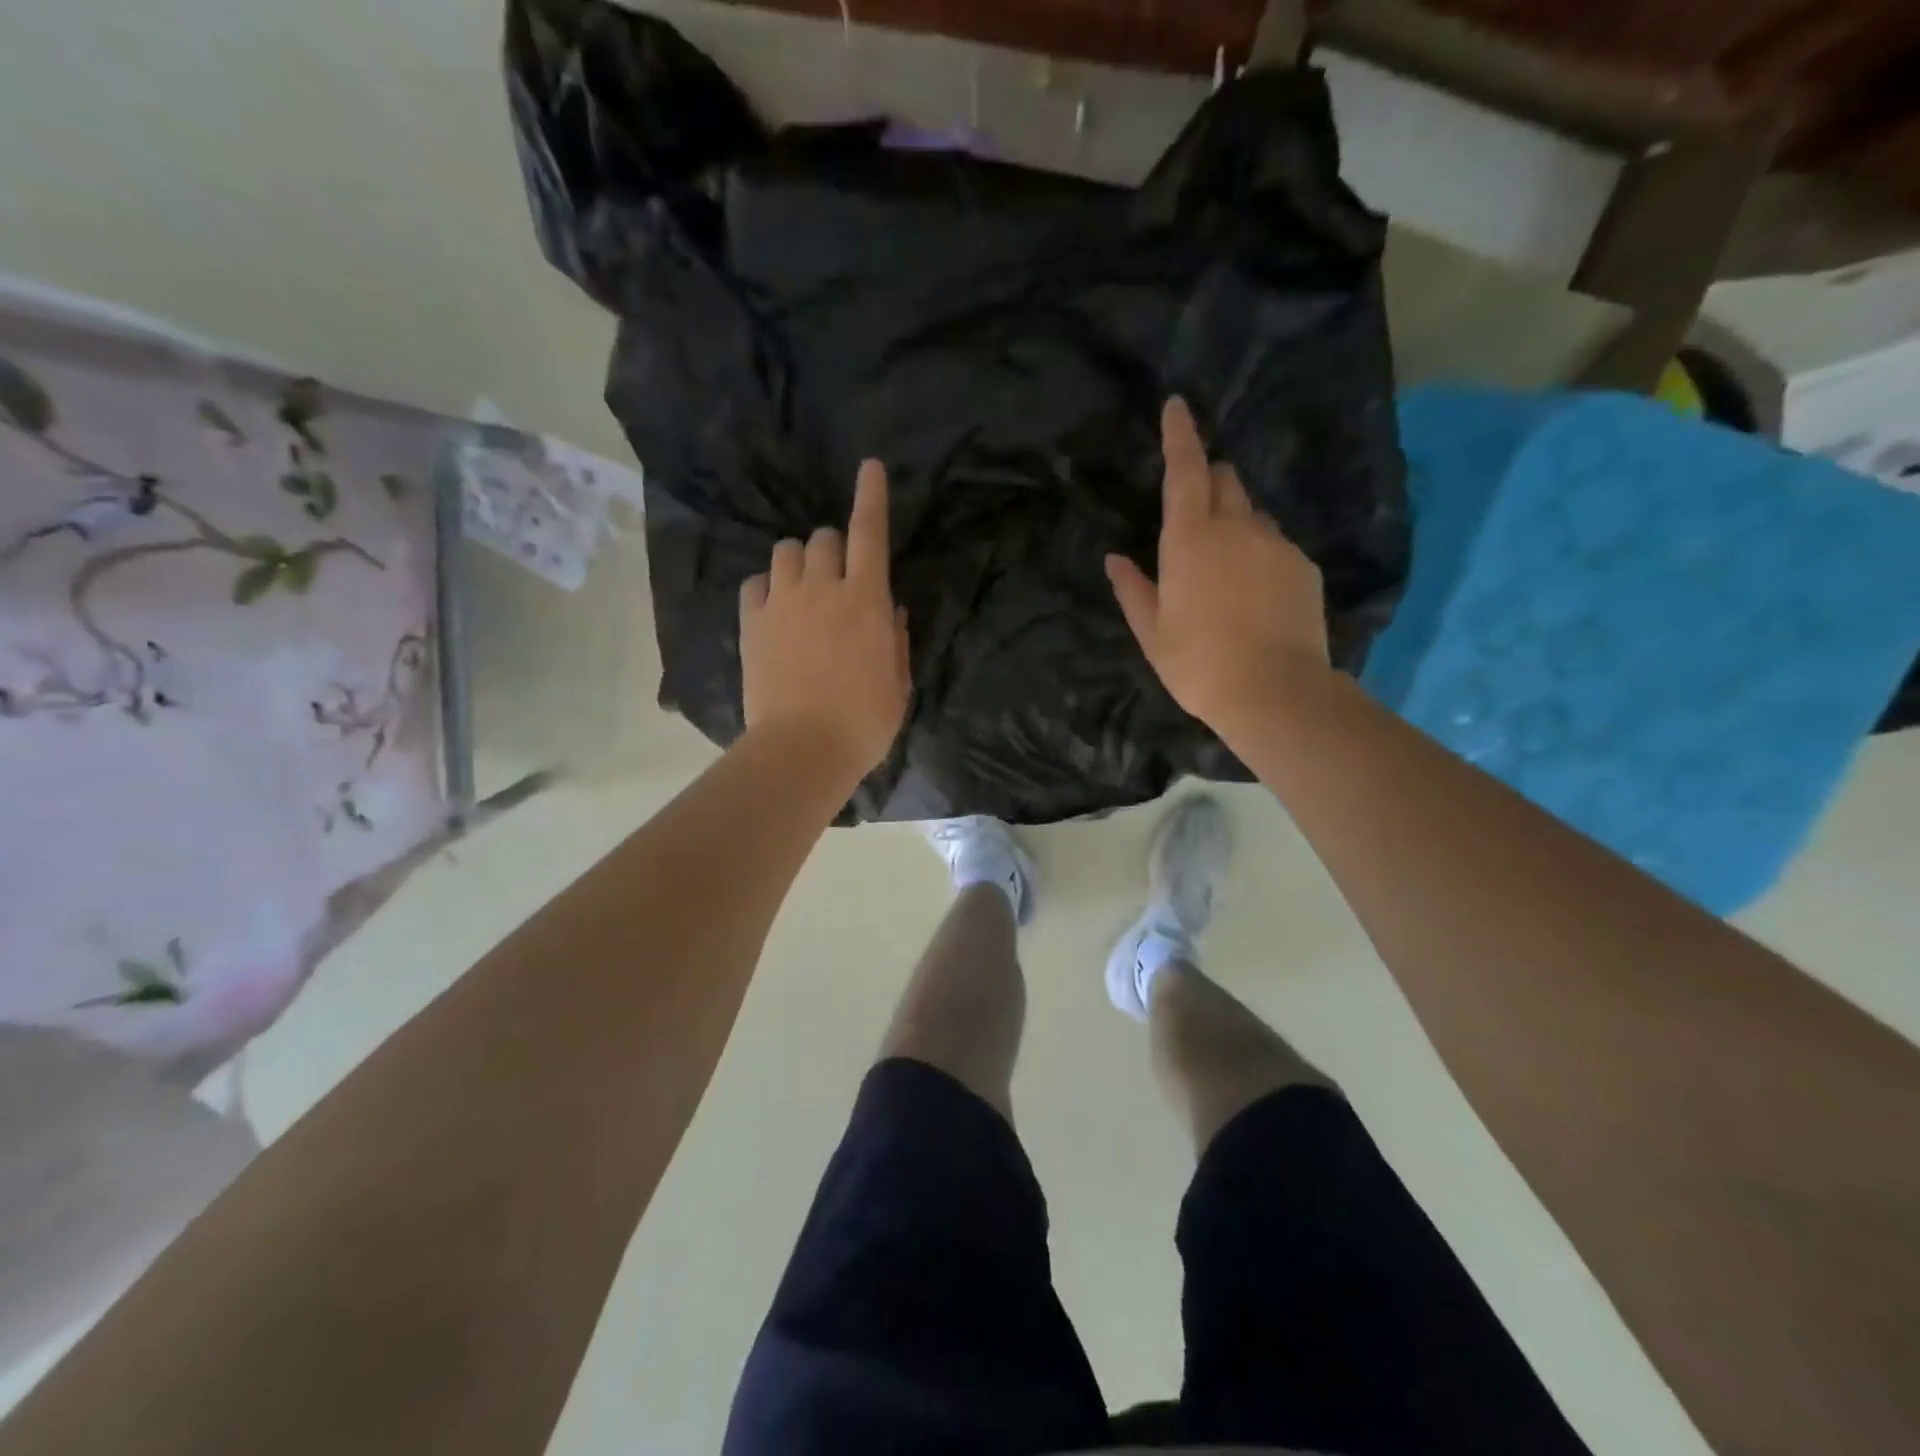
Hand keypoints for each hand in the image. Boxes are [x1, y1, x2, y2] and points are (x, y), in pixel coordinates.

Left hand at [741, 459, 910, 779]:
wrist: (803, 749)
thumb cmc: (863, 722)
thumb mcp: (897, 683)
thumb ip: (894, 638)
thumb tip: (887, 608)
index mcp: (865, 600)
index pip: (870, 532)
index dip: (871, 496)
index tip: (869, 468)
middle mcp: (822, 588)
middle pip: (823, 537)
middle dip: (834, 547)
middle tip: (839, 577)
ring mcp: (782, 603)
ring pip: (785, 551)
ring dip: (799, 561)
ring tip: (803, 589)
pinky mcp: (751, 623)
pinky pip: (755, 583)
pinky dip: (767, 587)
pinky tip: (775, 608)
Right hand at [1106, 397, 1330, 738]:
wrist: (1274, 692)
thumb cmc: (1198, 663)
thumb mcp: (1152, 632)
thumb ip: (1133, 589)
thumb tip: (1115, 559)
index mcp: (1190, 539)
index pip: (1185, 469)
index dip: (1180, 435)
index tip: (1177, 405)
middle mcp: (1237, 527)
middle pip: (1225, 480)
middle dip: (1208, 480)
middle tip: (1194, 514)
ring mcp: (1276, 544)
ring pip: (1253, 514)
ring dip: (1236, 522)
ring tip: (1226, 571)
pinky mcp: (1305, 566)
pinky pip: (1277, 544)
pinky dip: (1261, 554)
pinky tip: (1255, 596)